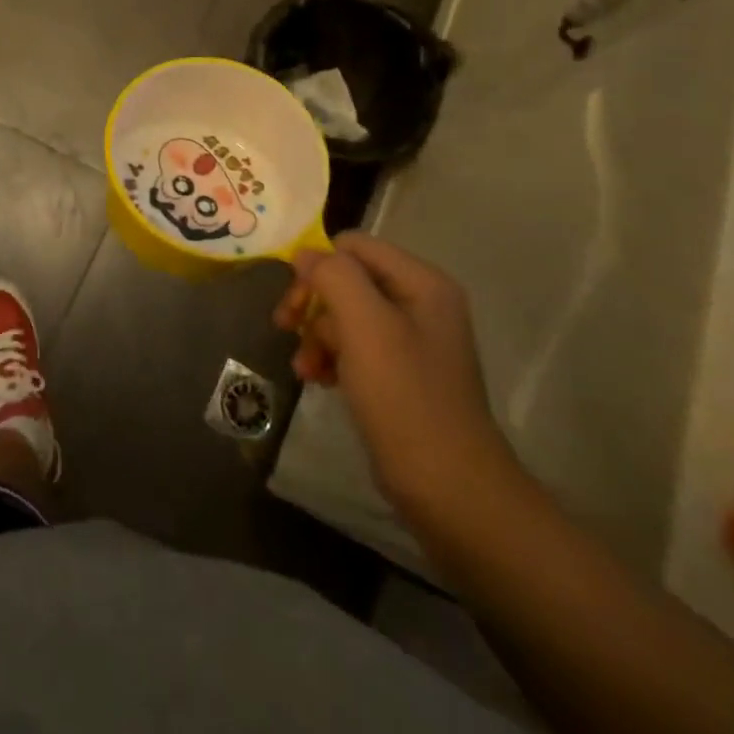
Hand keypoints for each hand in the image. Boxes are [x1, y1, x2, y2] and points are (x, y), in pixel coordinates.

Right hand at [273, 233, 519, 523]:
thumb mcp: (365, 325)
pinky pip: (353, 346)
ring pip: (343, 314)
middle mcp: (419, 303)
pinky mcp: (400, 373)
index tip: (295, 302)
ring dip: (316, 335)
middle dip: (312, 303)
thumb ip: (334, 276)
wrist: (448, 488)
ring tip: (303, 368)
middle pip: (345, 279)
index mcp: (421, 283)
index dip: (318, 266)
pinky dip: (330, 357)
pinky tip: (318, 379)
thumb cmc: (405, 397)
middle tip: (284, 327)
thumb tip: (305, 254)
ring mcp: (410, 340)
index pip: (353, 245)